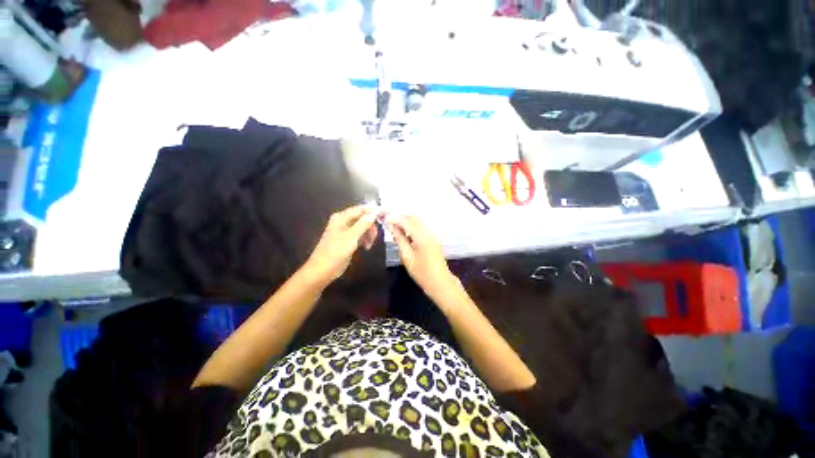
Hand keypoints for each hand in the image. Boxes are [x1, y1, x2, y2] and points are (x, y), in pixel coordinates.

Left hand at [303, 205, 378, 285]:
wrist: (323, 270)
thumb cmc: (336, 251)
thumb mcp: (351, 236)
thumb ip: (363, 224)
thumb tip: (374, 213)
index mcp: (341, 217)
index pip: (360, 209)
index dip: (372, 211)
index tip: (385, 214)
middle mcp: (343, 222)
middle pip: (362, 218)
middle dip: (370, 226)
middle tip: (375, 236)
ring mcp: (345, 232)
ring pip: (362, 228)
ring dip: (368, 234)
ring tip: (370, 244)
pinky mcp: (347, 241)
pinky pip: (360, 236)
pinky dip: (364, 240)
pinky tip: (366, 247)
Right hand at [386, 215, 455, 296]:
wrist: (440, 281)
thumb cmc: (421, 272)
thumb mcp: (407, 257)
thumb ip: (399, 240)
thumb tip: (391, 227)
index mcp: (422, 237)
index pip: (407, 221)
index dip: (395, 219)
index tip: (385, 221)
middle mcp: (429, 232)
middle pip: (414, 218)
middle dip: (401, 218)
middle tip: (390, 225)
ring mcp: (433, 234)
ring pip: (418, 221)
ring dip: (406, 222)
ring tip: (396, 231)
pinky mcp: (433, 238)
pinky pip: (421, 227)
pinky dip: (412, 227)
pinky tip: (405, 235)